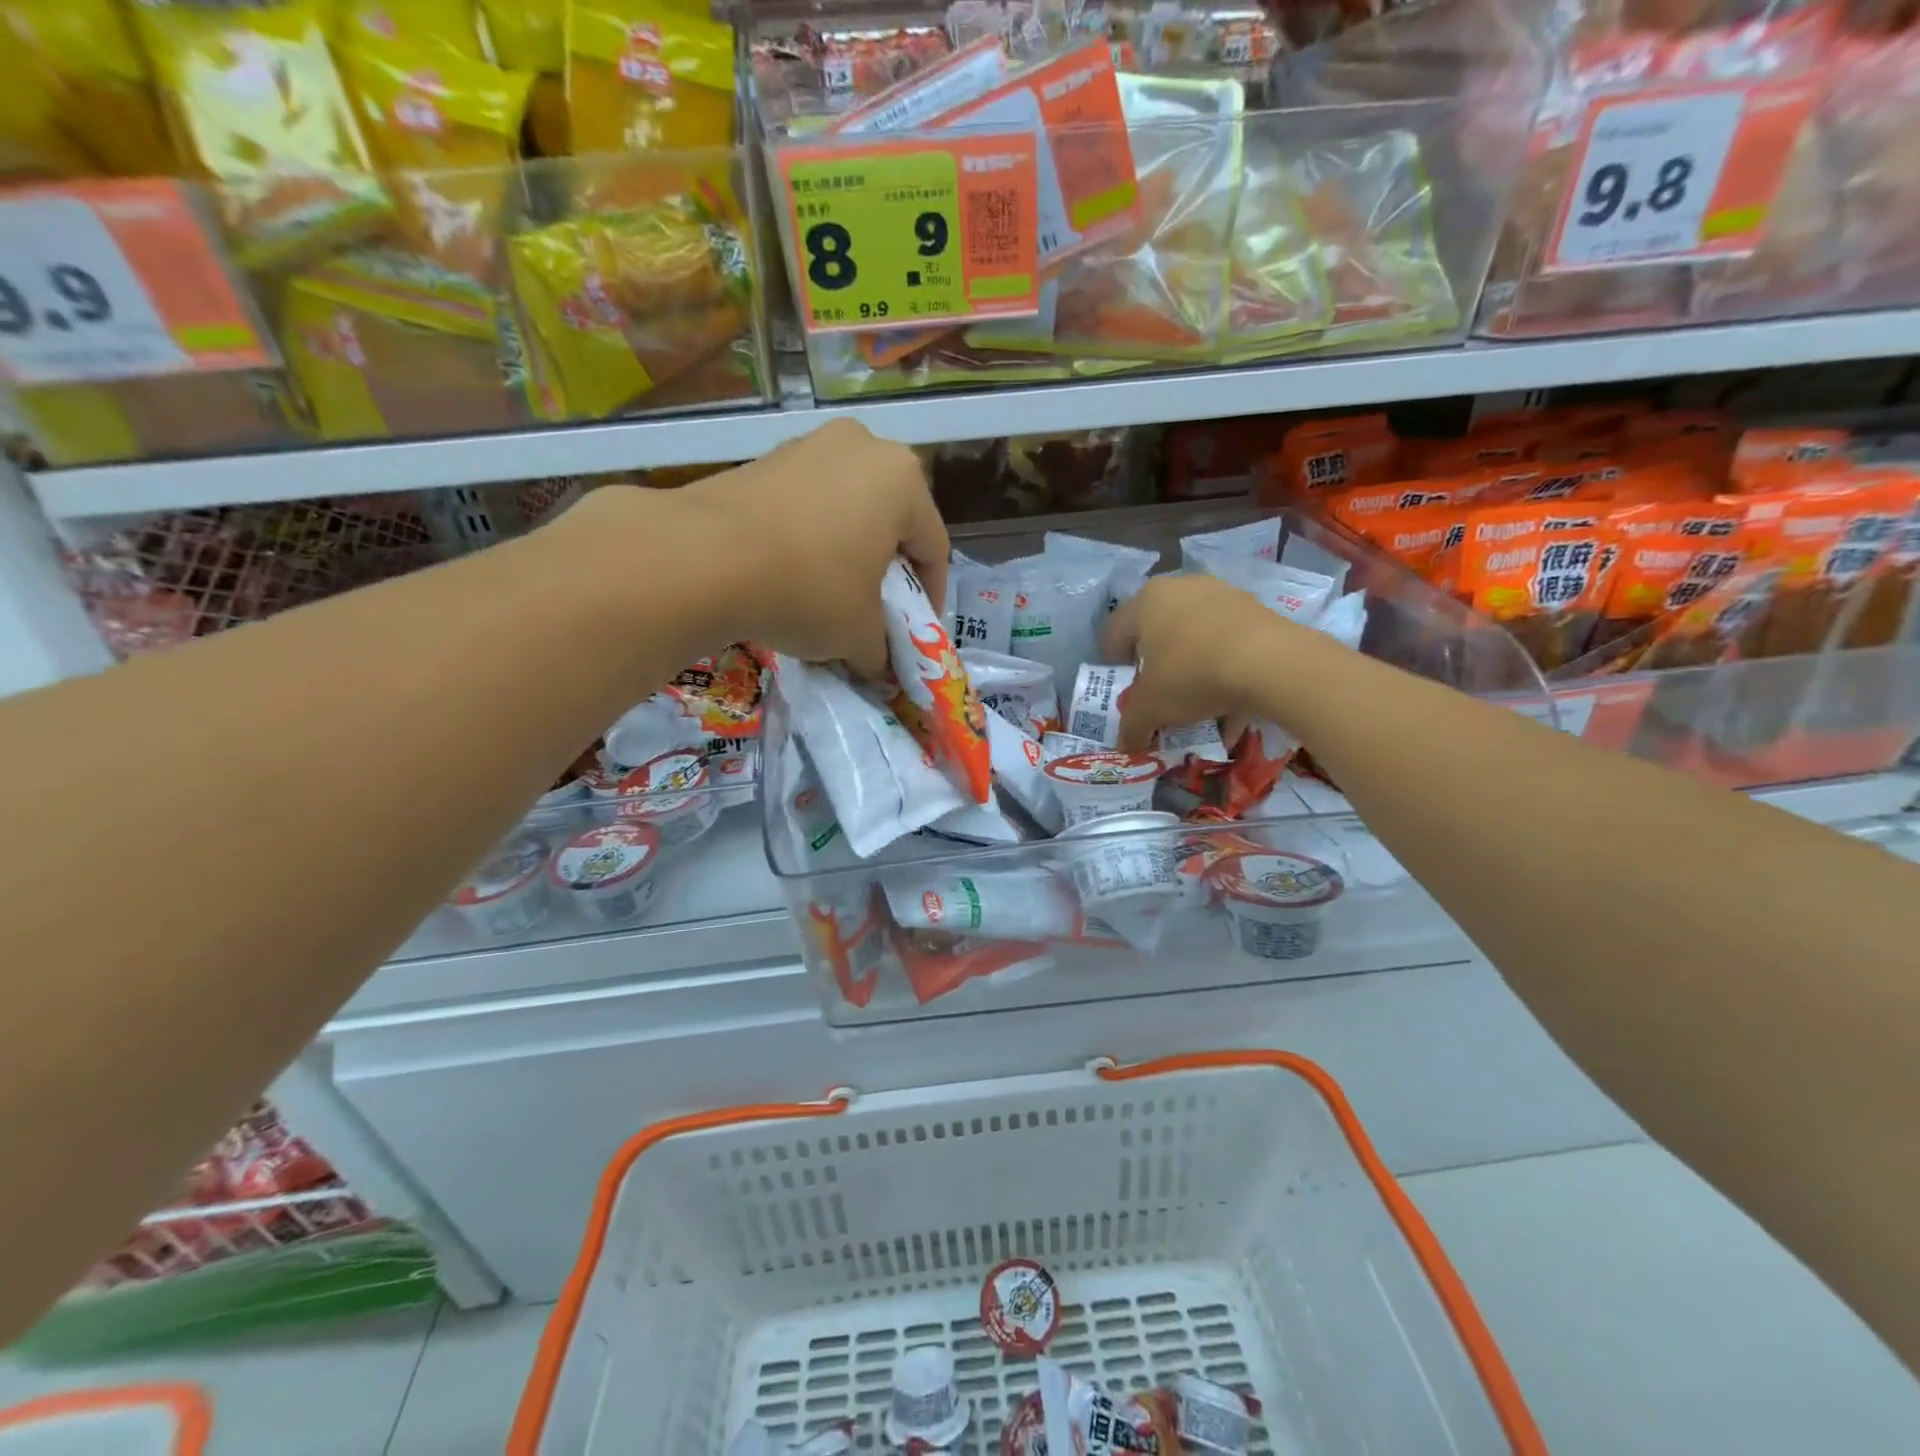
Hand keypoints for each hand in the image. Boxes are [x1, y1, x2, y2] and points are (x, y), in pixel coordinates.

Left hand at [677, 420, 948, 675]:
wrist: (704, 558)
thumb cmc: (810, 589)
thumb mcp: (859, 634)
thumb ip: (881, 651)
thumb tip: (877, 667)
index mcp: (903, 480)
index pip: (933, 548)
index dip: (930, 600)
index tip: (917, 635)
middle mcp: (862, 447)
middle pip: (891, 521)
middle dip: (888, 570)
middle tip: (877, 610)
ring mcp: (808, 445)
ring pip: (846, 509)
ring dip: (847, 552)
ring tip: (831, 595)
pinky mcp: (763, 459)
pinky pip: (805, 504)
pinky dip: (809, 538)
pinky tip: (791, 574)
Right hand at [1101, 574, 1312, 752]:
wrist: (1271, 663)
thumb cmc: (1192, 674)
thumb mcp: (1151, 709)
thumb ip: (1131, 726)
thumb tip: (1125, 745)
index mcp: (1146, 601)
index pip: (1113, 633)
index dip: (1113, 667)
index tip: (1126, 692)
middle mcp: (1180, 588)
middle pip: (1156, 633)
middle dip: (1156, 668)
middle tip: (1160, 696)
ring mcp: (1221, 594)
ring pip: (1195, 638)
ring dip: (1192, 670)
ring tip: (1199, 705)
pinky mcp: (1255, 609)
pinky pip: (1228, 644)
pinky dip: (1224, 671)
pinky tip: (1231, 705)